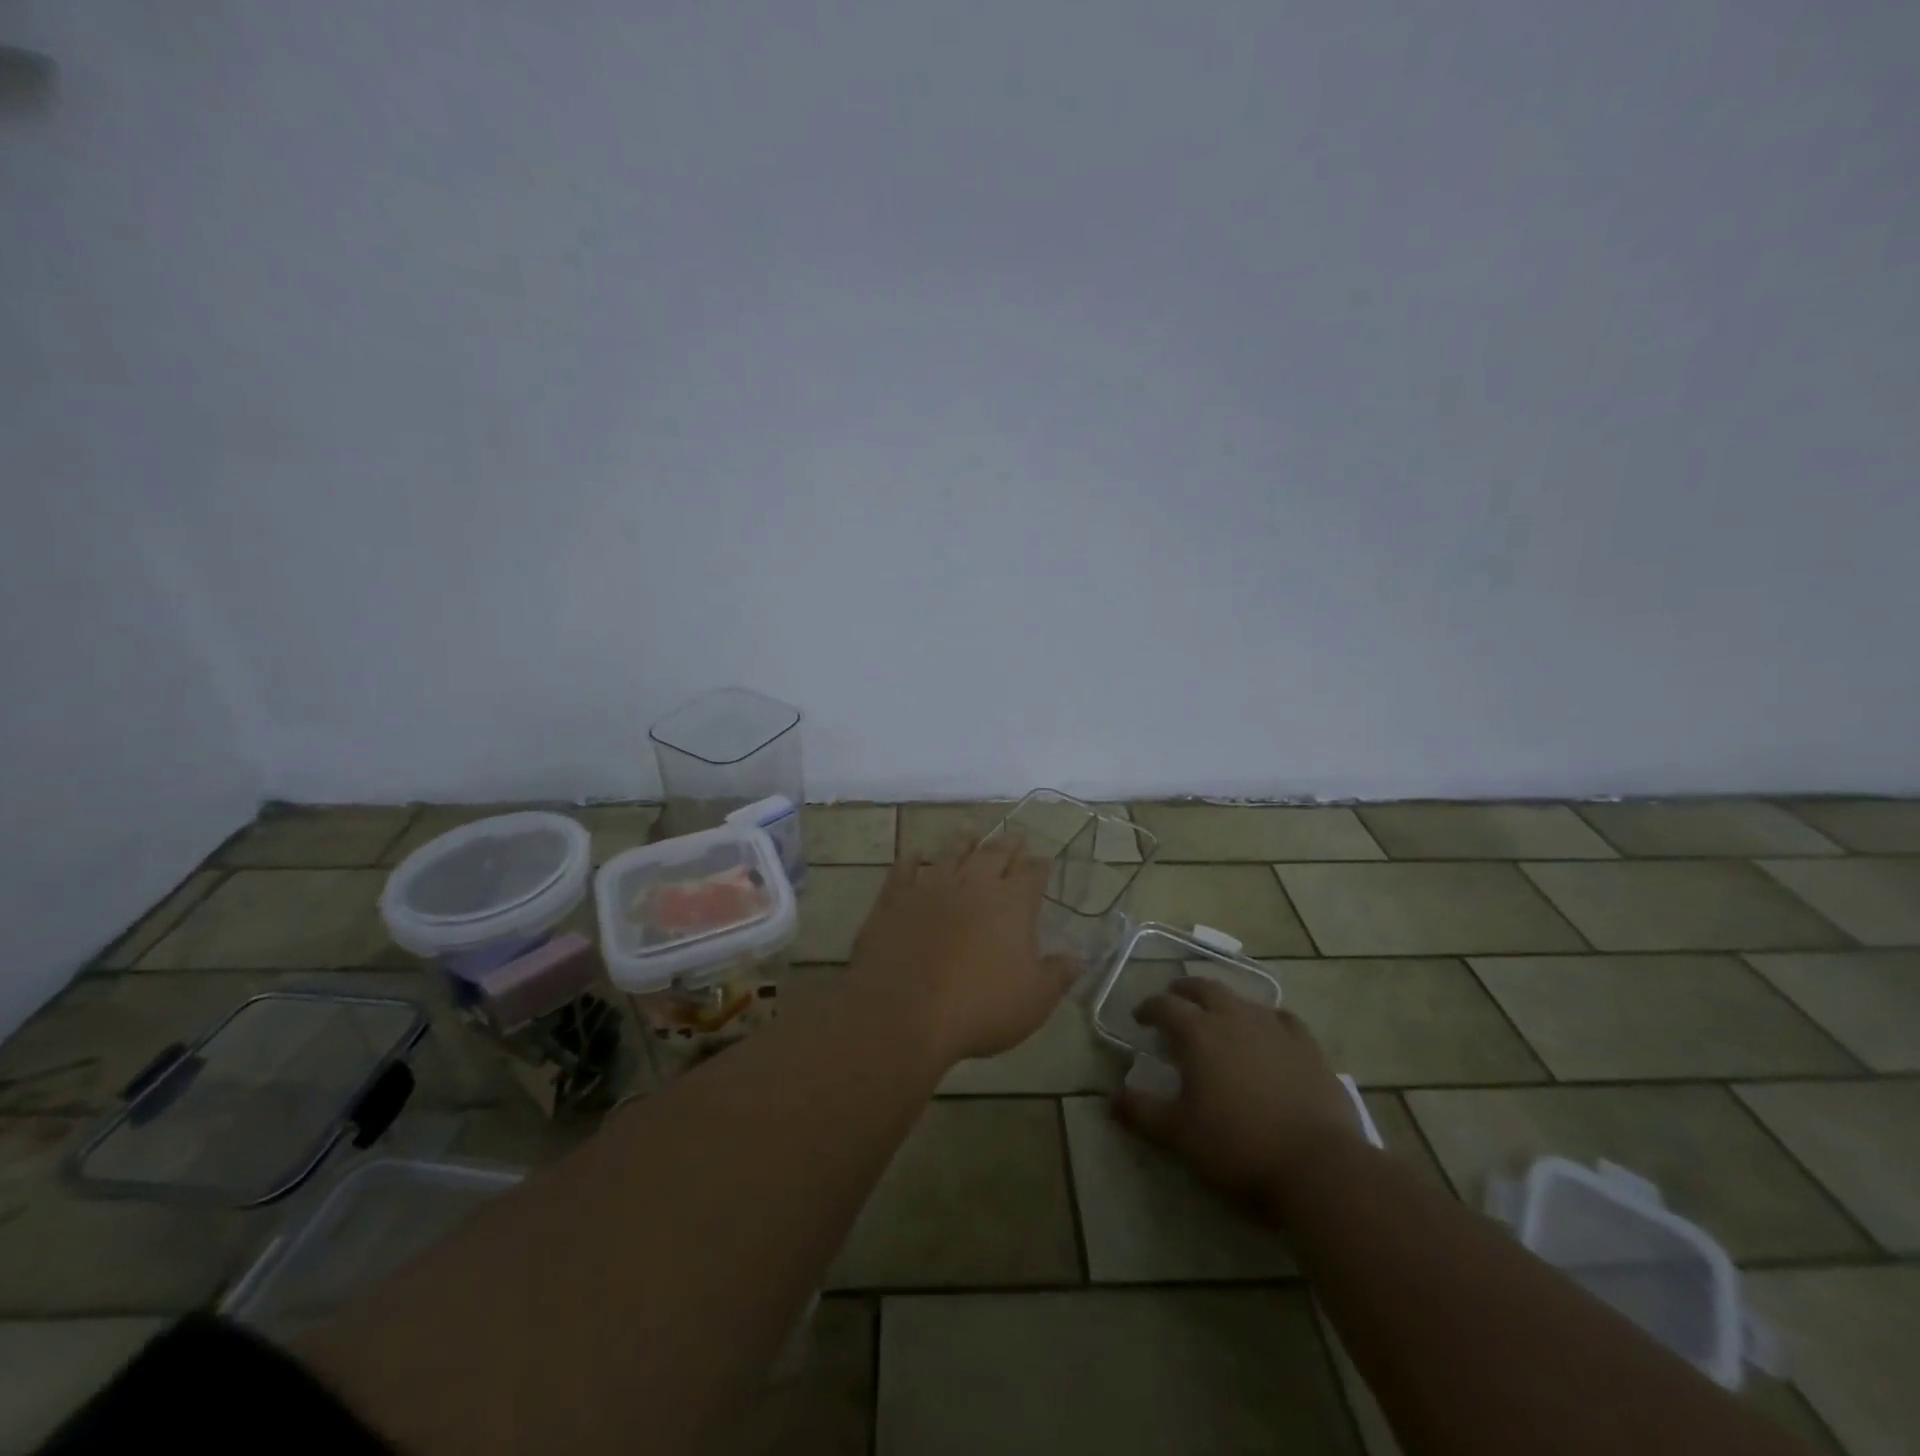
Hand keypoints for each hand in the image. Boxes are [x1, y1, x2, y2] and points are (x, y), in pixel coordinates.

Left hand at [848, 834, 1076, 1065]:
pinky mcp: (895, 898)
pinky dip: (912, 859)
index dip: (1040, 866)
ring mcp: (931, 887)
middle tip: (1016, 835)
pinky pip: (904, 869)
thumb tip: (1078, 957)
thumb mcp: (1034, 1000)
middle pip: (994, 854)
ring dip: (964, 841)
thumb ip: (1058, 974)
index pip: (1032, 874)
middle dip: (1008, 844)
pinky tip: (915, 854)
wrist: (904, 1011)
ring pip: (952, 853)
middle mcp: (973, 884)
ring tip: (971, 830)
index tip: (1045, 859)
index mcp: (1011, 904)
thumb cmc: (979, 1007)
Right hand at [1115, 978, 1365, 1203]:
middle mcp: (1233, 1017)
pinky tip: (1268, 1031)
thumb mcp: (1179, 1135)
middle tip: (1175, 1002)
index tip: (1140, 1018)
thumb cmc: (1238, 1147)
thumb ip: (1142, 1112)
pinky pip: (1282, 1018)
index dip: (1148, 1008)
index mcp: (1198, 1033)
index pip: (1165, 1006)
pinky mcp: (1308, 1046)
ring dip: (1223, 1002)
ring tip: (1217, 1017)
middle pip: (1204, 988)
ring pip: (1242, 999)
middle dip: (1185, 991)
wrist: (1319, 1166)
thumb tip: (1112, 1097)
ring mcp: (1274, 1028)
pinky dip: (1267, 1019)